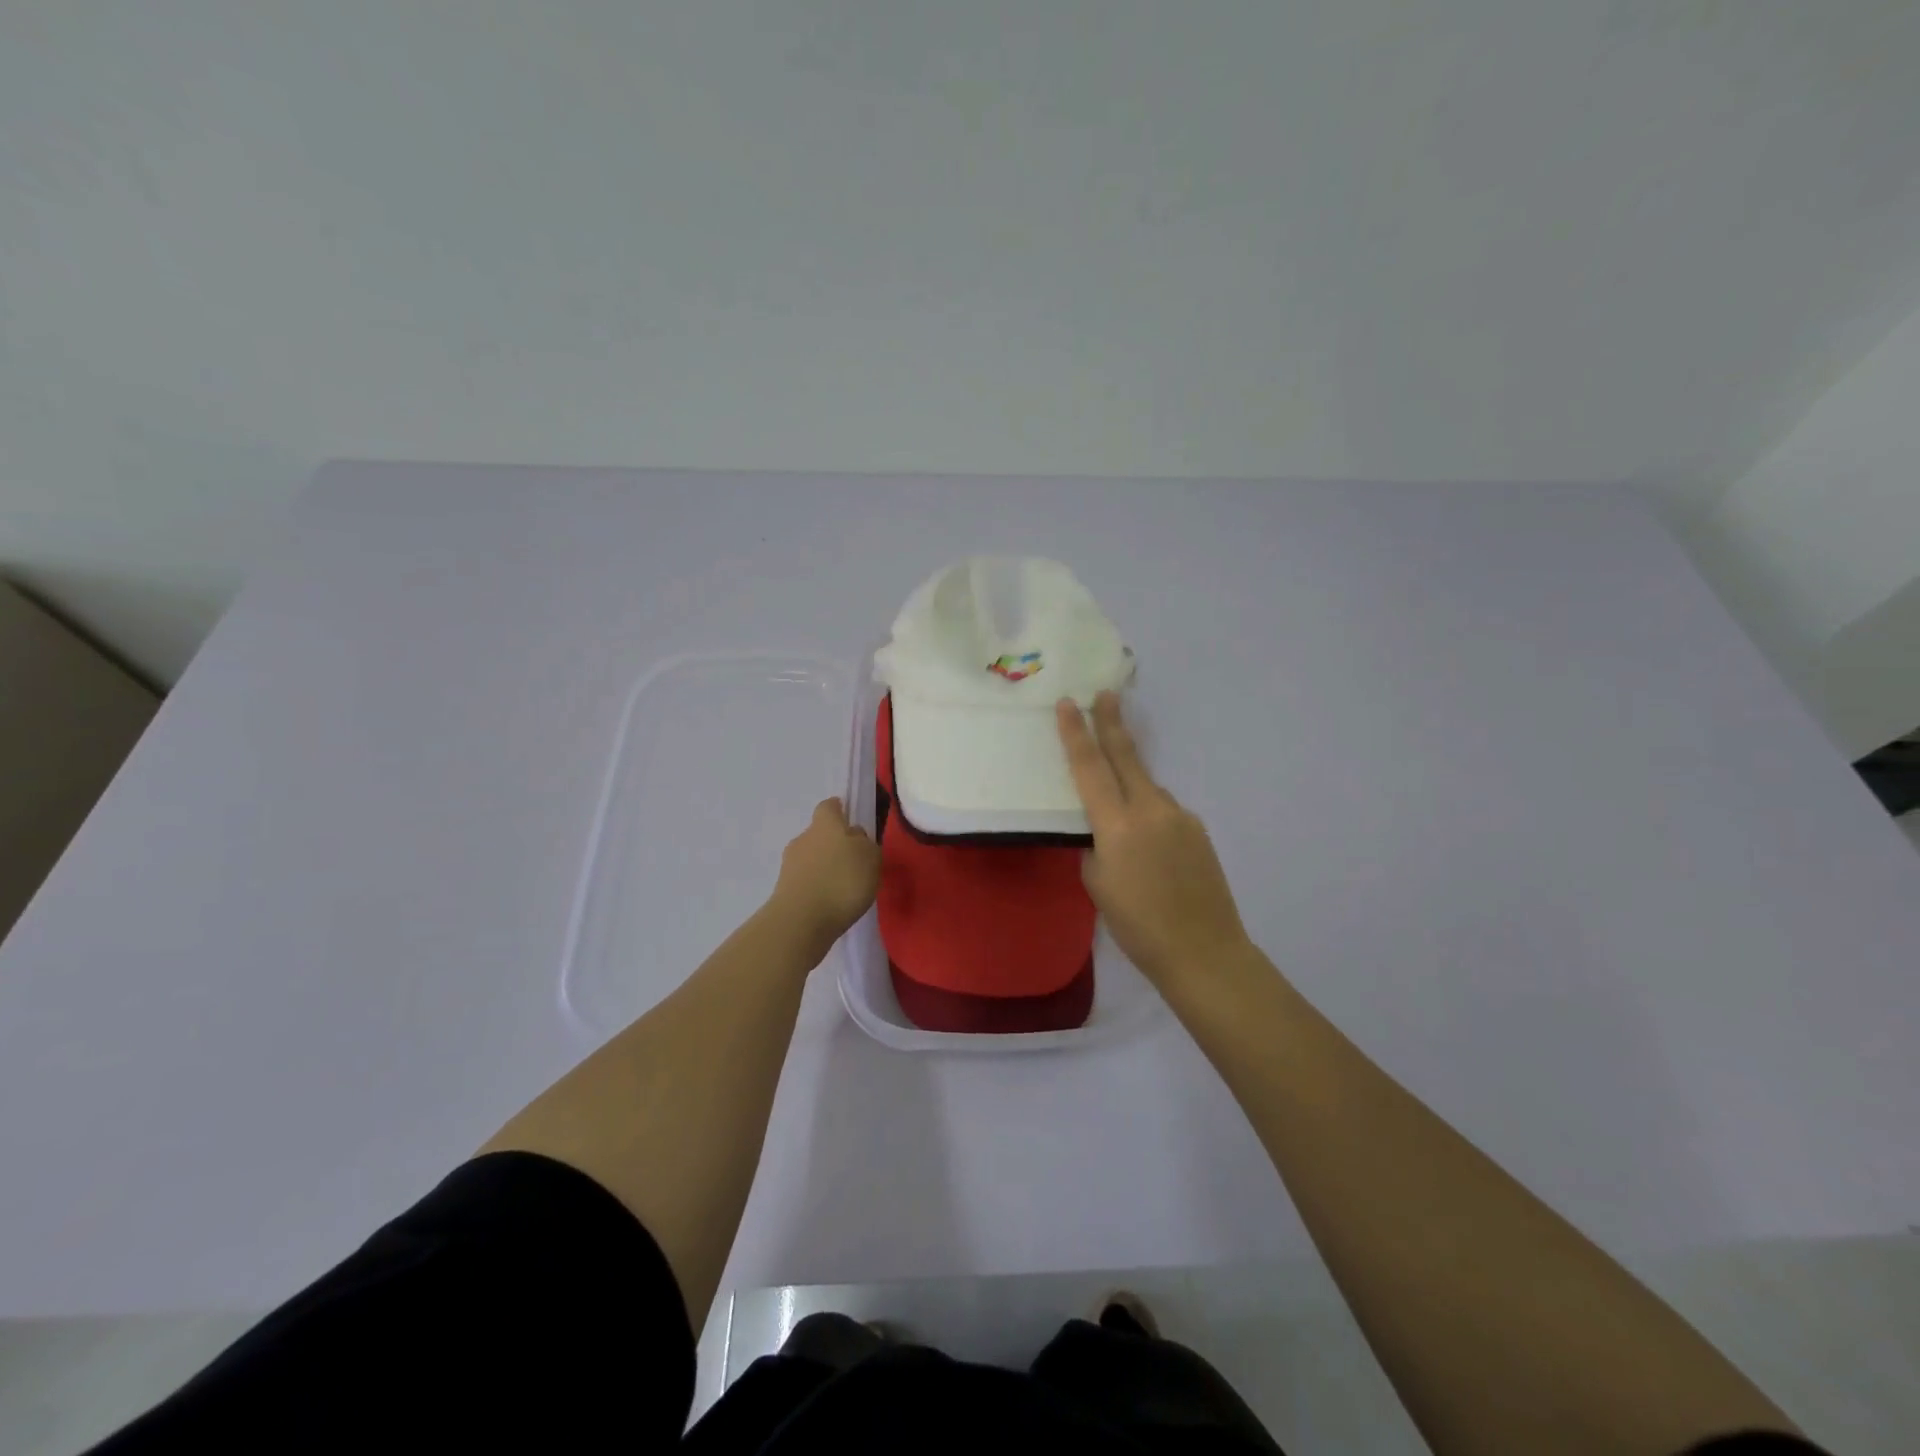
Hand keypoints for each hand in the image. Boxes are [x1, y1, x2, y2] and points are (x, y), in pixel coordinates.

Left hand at [768, 798, 881, 953]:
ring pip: (811, 858)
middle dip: (834, 843)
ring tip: (843, 886)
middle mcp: (804, 838)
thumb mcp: (870, 858)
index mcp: (825, 824)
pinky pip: (805, 880)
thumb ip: (865, 844)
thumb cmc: (842, 881)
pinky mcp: (784, 890)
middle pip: (819, 833)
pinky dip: (817, 886)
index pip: (829, 806)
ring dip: (825, 867)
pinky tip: (830, 902)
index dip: (839, 810)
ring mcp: (790, 864)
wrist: (801, 921)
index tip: (848, 818)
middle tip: (853, 861)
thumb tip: (855, 838)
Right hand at [1056, 693, 1249, 987]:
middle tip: (1106, 693)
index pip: (1090, 768)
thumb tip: (1105, 828)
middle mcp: (1151, 809)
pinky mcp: (1198, 829)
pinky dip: (1150, 817)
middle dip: (1112, 723)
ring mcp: (1180, 816)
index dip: (1076, 734)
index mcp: (1117, 824)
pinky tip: (1152, 852)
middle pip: (1126, 756)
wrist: (1203, 951)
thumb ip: (1096, 845)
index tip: (1069, 703)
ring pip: (1147, 788)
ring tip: (1124, 827)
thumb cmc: (1137, 925)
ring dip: (1131, 787)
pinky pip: (1165, 812)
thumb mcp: (1097, 883)